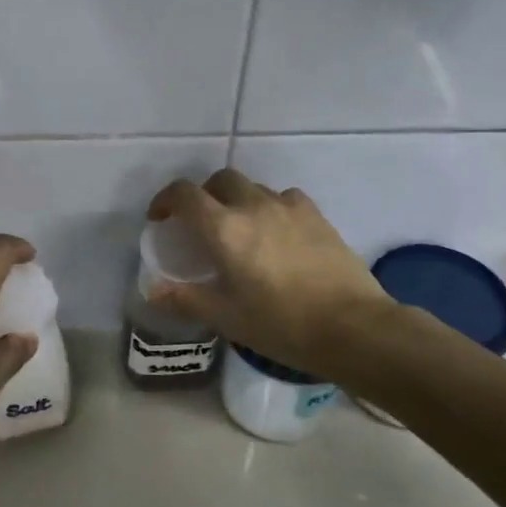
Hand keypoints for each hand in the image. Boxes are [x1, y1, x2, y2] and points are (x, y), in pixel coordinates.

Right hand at [147, 169, 391, 380]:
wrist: (353, 326)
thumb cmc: (282, 324)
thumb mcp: (227, 317)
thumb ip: (186, 298)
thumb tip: (152, 290)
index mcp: (225, 229)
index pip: (184, 194)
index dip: (165, 200)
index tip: (160, 219)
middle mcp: (254, 206)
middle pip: (220, 180)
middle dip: (204, 195)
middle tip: (200, 224)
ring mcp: (289, 206)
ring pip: (253, 188)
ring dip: (238, 200)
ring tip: (241, 231)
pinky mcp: (316, 215)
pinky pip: (284, 198)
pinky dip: (270, 207)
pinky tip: (277, 234)